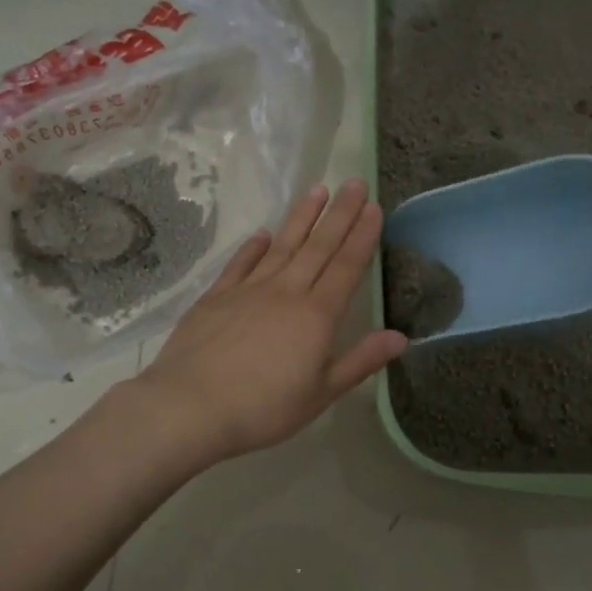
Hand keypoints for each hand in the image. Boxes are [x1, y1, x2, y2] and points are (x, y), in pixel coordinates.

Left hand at [130, 179, 407, 466]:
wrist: (190, 406)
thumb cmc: (263, 407)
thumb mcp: (321, 393)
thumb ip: (361, 361)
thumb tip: (401, 337)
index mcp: (316, 315)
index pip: (347, 266)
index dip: (362, 236)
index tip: (374, 207)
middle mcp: (286, 292)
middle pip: (318, 246)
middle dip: (340, 213)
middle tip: (354, 183)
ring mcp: (248, 290)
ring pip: (282, 245)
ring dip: (302, 217)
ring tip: (317, 190)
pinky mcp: (216, 297)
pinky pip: (241, 263)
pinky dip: (253, 247)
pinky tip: (262, 233)